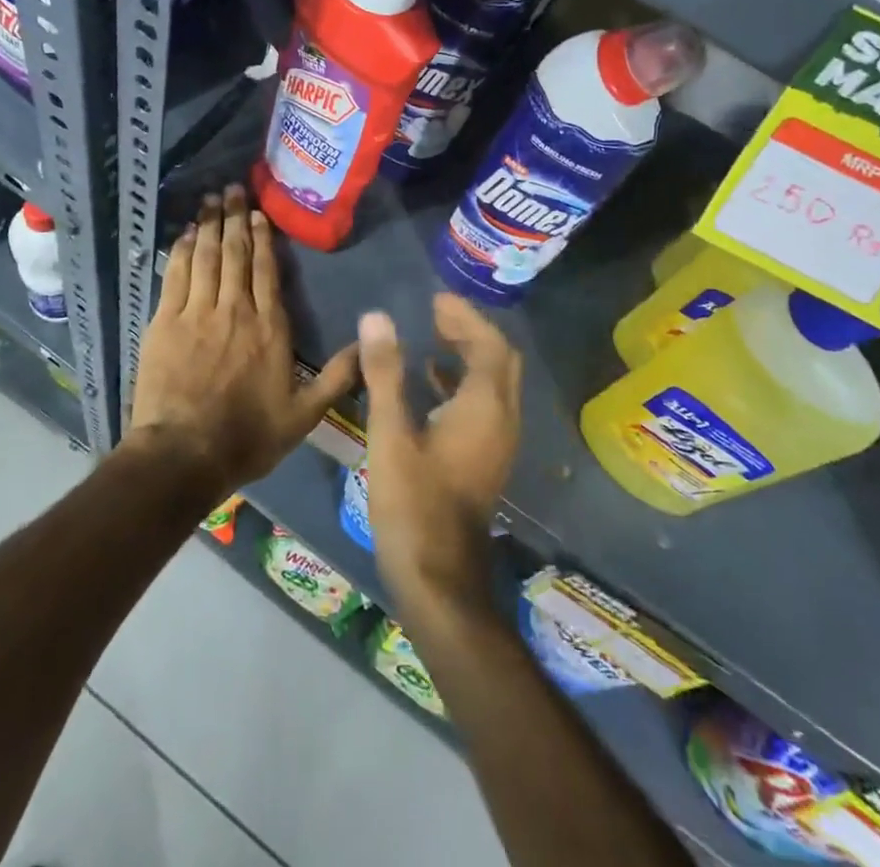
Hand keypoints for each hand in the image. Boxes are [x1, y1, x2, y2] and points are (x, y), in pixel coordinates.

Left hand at [130, 186, 356, 493]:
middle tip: (233, 189)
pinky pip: (175, 276)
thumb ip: (338, 377)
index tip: (258, 213)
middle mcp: (235, 310)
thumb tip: (371, 344)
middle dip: (234, 218)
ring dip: (208, 225)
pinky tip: (183, 234)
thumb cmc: (247, 436)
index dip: (261, 239)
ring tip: (210, 200)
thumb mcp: (304, 415)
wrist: (184, 454)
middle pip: (234, 254)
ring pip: (205, 257)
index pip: (266, 271)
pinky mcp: (165, 322)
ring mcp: (197, 313)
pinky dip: (180, 251)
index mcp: (269, 327)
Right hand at [361, 294, 522, 619]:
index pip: (489, 344)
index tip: (435, 299)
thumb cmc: (413, 503)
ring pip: (494, 382)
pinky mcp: (486, 458)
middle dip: (472, 330)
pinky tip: (431, 382)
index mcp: (485, 407)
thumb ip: (385, 373)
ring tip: (433, 334)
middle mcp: (502, 419)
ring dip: (469, 354)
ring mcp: (498, 442)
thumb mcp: (391, 434)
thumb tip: (377, 316)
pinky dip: (463, 382)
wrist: (438, 578)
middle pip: (499, 359)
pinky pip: (484, 404)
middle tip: (436, 313)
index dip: (465, 317)